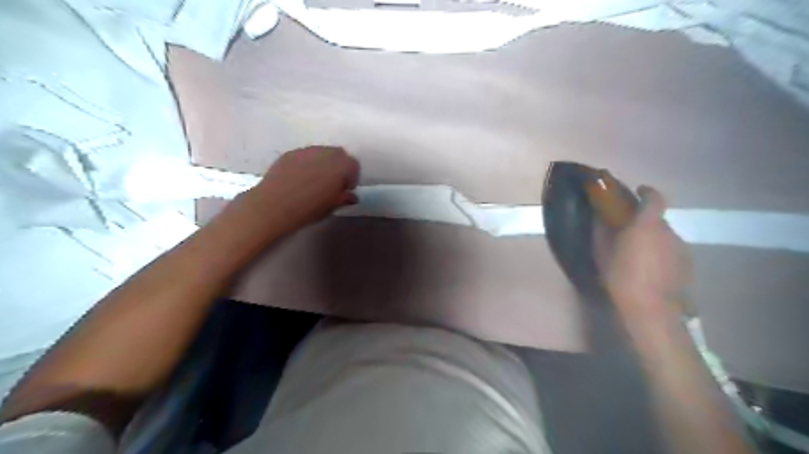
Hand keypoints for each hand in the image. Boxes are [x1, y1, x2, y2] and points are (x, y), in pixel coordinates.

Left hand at [250, 146, 356, 230]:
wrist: (274, 206)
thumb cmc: (309, 209)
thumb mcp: (332, 207)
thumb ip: (344, 198)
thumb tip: (350, 195)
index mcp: (341, 166)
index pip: (354, 166)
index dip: (351, 178)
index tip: (345, 190)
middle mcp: (326, 153)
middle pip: (339, 155)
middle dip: (338, 167)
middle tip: (332, 183)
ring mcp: (306, 150)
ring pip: (321, 153)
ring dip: (323, 163)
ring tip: (315, 180)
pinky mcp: (290, 153)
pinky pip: (305, 155)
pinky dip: (307, 163)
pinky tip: (299, 178)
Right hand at [603, 186, 691, 320]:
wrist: (651, 309)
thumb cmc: (622, 277)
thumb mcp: (603, 254)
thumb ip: (601, 232)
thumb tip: (598, 217)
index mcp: (647, 225)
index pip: (654, 198)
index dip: (647, 192)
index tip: (638, 191)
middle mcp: (668, 232)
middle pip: (658, 218)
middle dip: (644, 220)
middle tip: (628, 231)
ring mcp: (681, 248)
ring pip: (665, 235)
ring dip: (653, 238)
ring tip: (638, 252)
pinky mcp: (687, 264)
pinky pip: (672, 250)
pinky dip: (661, 252)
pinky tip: (651, 267)